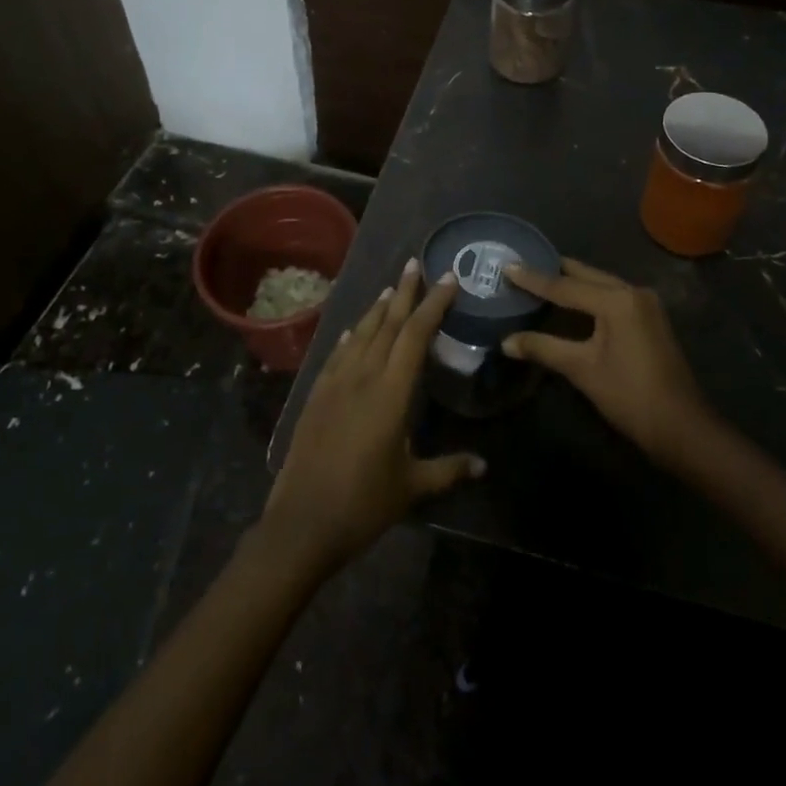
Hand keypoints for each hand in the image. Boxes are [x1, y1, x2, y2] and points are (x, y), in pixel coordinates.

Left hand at [261, 260, 483, 576]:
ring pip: (362, 333)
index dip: (434, 304)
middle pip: (388, 323)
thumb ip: (448, 470)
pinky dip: (351, 335)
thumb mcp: (411, 487)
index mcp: (392, 392)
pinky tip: (355, 328)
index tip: (448, 279)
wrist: (302, 522)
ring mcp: (336, 382)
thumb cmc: (363, 504)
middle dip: (405, 291)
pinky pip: (338, 353)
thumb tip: (483, 464)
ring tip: (391, 288)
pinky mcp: (316, 394)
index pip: (416, 335)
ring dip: (379, 308)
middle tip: (416, 263)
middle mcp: (364, 376)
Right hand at [502, 258, 713, 467]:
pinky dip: (589, 295)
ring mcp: (645, 304)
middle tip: (522, 264)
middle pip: (585, 275)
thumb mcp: (582, 370)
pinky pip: (612, 296)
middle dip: (553, 271)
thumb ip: (543, 348)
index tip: (507, 265)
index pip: (565, 286)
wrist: (682, 427)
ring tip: (540, 277)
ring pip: (600, 283)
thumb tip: (506, 341)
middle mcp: (633, 292)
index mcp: (617, 300)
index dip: (533, 278)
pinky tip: (571, 300)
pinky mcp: (649, 318)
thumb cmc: (630, 396)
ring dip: (572, 282)